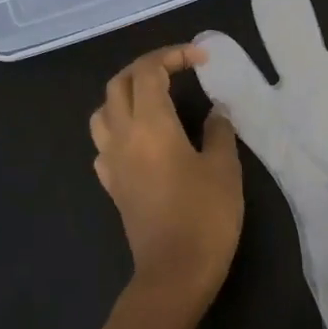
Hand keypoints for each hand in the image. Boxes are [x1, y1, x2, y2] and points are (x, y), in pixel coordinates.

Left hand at [90, 45, 242, 314]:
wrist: (174, 272)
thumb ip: (218, 132)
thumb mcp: (224, 168)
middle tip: (178, 70)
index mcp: (150, 125)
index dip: (173, 56)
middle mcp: (122, 136)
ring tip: (155, 99)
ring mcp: (112, 162)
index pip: (149, 71)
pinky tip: (141, 139)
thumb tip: (216, 112)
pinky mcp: (112, 185)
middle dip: (146, 68)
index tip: (202, 59)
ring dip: (125, 95)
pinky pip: (104, 143)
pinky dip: (119, 127)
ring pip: (103, 111)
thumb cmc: (205, 216)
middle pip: (119, 84)